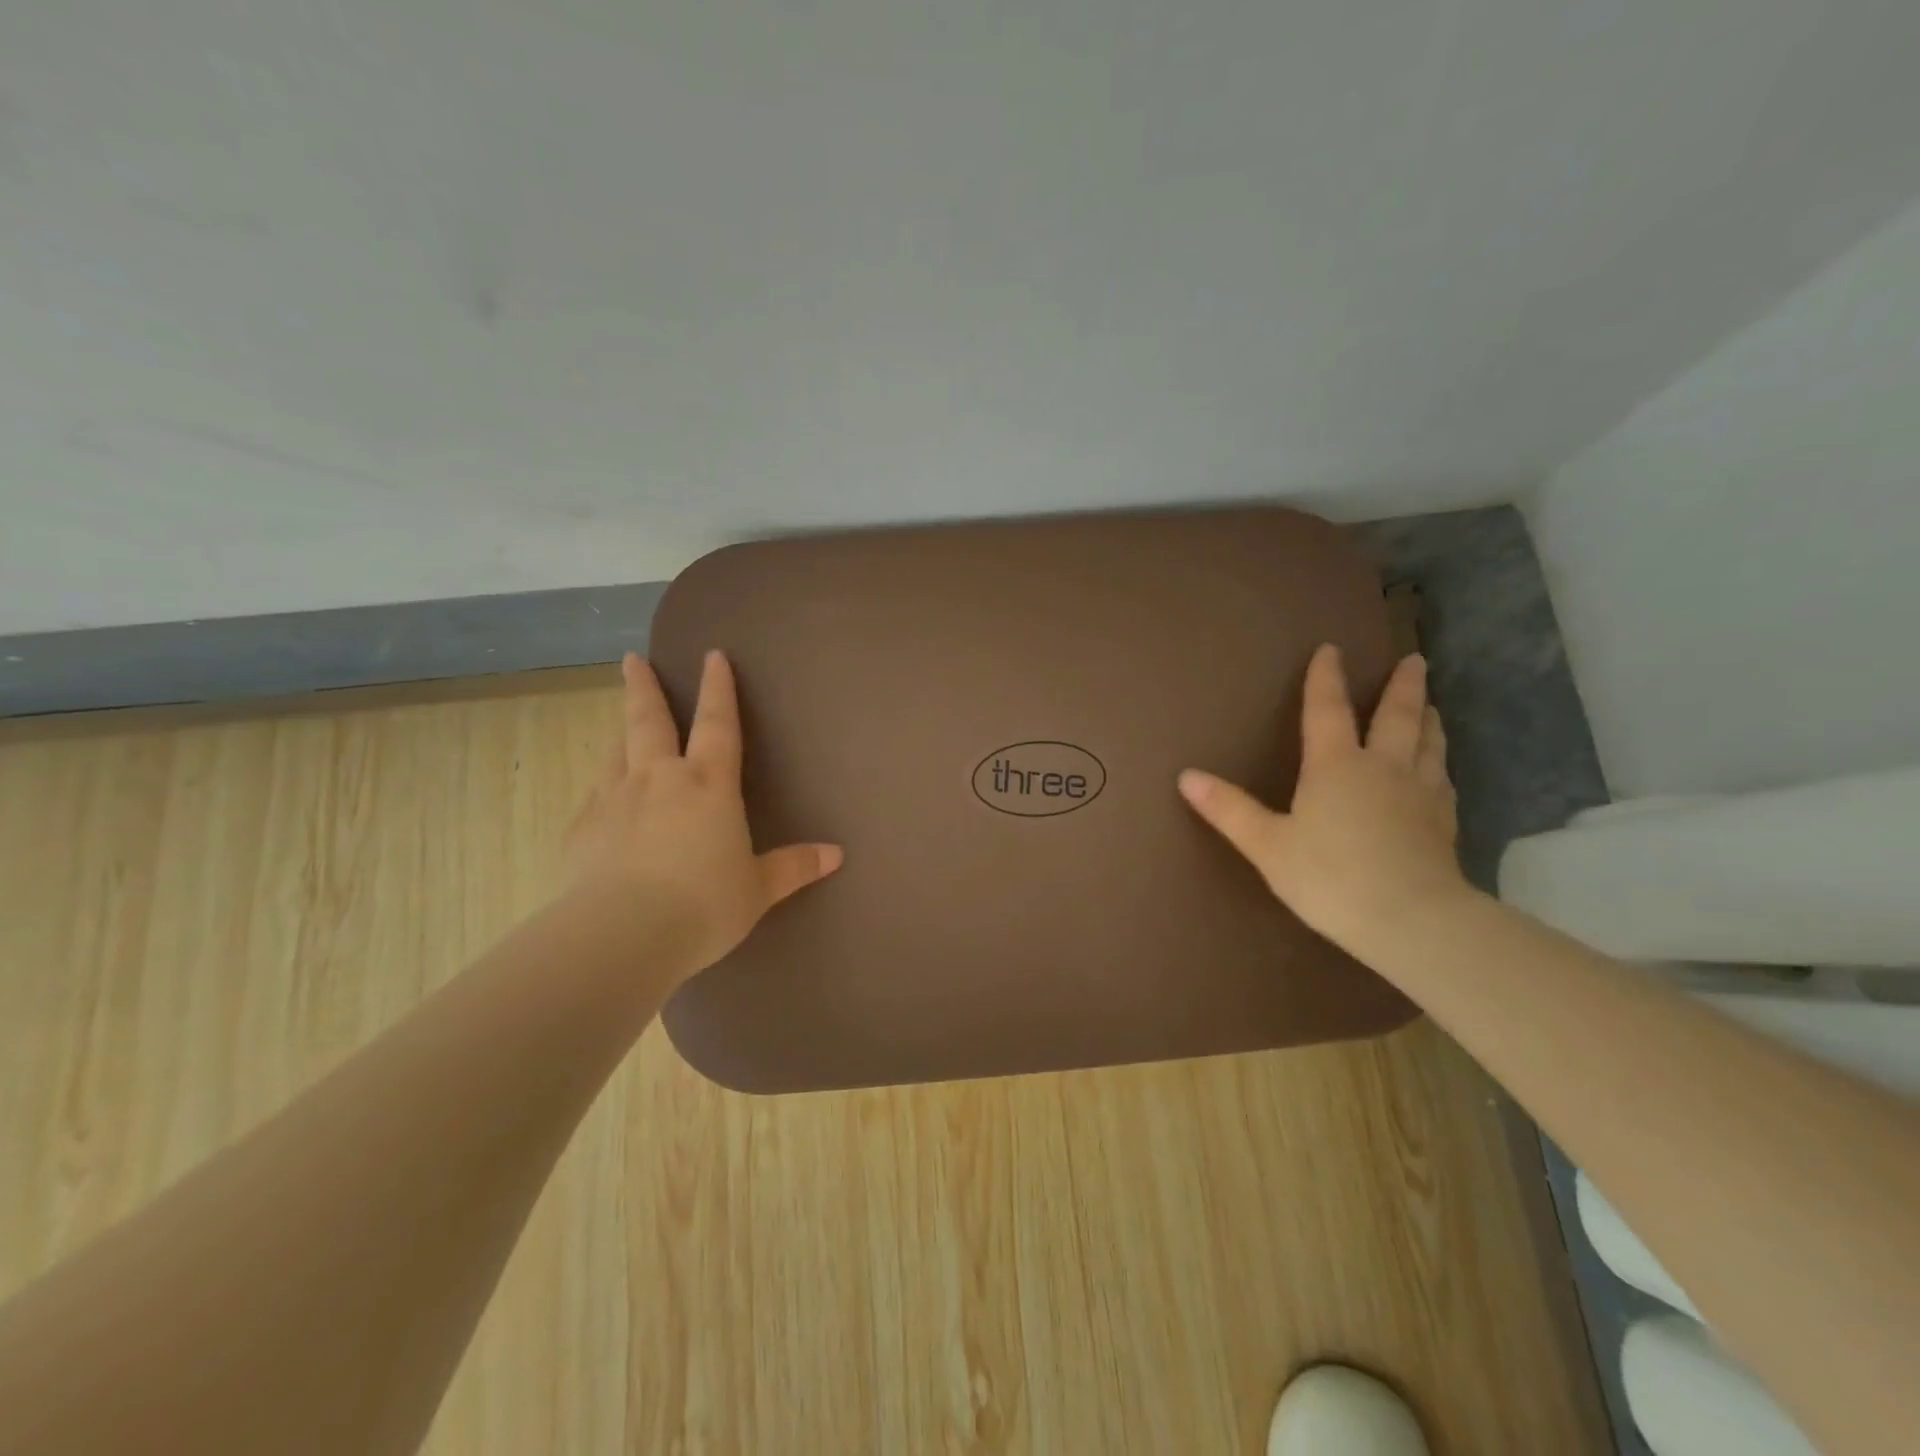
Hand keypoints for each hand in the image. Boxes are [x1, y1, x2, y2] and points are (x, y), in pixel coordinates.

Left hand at [563, 650, 842, 982]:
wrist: (621, 935)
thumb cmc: (703, 906)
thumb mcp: (758, 890)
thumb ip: (793, 867)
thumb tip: (836, 855)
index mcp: (708, 786)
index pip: (718, 724)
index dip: (718, 689)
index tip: (712, 655)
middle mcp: (659, 780)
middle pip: (649, 720)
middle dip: (643, 687)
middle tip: (631, 659)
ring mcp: (614, 800)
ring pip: (616, 752)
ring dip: (621, 732)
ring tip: (621, 724)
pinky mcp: (582, 829)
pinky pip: (595, 795)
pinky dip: (603, 788)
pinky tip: (603, 801)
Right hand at [1178, 645, 1465, 954]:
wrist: (1411, 919)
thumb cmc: (1329, 877)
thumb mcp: (1266, 844)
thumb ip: (1228, 809)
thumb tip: (1185, 776)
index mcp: (1335, 766)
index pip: (1327, 710)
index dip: (1326, 678)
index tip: (1331, 649)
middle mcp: (1382, 767)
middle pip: (1396, 716)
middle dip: (1402, 687)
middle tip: (1414, 660)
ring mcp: (1420, 793)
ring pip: (1428, 743)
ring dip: (1427, 719)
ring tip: (1430, 705)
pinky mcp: (1444, 822)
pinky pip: (1443, 779)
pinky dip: (1439, 763)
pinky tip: (1441, 770)